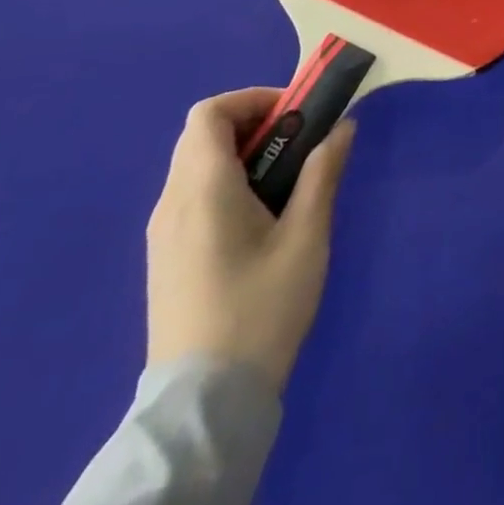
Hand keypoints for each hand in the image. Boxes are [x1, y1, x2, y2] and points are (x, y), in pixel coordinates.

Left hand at [146, 87, 356, 390]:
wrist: (205, 405)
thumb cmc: (261, 309)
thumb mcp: (306, 237)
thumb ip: (322, 173)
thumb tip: (341, 126)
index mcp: (202, 189)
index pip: (210, 113)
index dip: (253, 100)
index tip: (295, 116)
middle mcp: (171, 203)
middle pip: (201, 135)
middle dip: (252, 125)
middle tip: (298, 144)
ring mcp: (162, 234)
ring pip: (195, 166)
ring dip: (240, 154)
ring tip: (286, 182)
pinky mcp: (164, 259)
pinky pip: (191, 196)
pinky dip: (225, 183)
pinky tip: (259, 220)